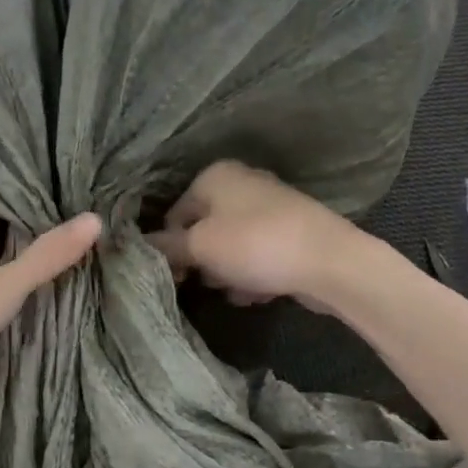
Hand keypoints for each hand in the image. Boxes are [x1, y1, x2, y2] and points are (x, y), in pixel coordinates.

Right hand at [151, 161, 352, 309]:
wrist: (330, 262)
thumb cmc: (254, 245)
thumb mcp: (200, 247)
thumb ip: (166, 247)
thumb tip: (137, 245)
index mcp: (215, 176)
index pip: (174, 215)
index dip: (170, 248)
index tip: (176, 276)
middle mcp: (241, 183)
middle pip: (203, 231)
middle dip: (203, 262)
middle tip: (210, 281)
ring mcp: (269, 207)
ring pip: (230, 247)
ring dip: (228, 273)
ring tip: (241, 290)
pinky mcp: (290, 233)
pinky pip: (257, 256)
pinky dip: (254, 274)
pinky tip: (262, 292)